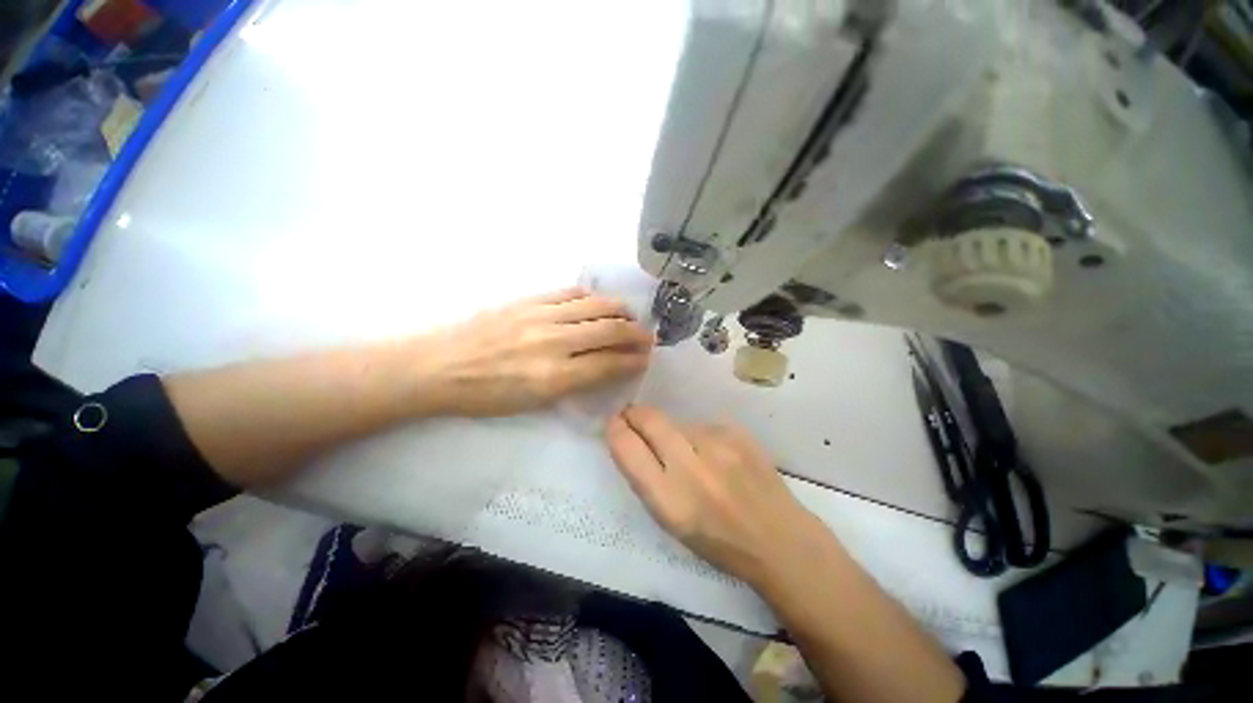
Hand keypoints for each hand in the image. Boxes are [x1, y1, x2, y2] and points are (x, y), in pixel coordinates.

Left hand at [420, 288, 652, 416]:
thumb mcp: (533, 402)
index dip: (632, 361)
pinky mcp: (529, 300)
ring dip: (620, 311)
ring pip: (595, 305)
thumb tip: (604, 367)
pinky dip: (592, 297)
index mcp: (554, 376)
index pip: (608, 364)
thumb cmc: (485, 395)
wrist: (439, 366)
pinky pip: (571, 293)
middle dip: (635, 334)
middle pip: (609, 330)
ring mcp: (541, 316)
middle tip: (647, 337)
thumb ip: (574, 383)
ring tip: (629, 317)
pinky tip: (598, 303)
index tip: (645, 359)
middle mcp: (553, 342)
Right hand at [606, 406, 825, 586]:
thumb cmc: (718, 542)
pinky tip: (716, 456)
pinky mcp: (737, 433)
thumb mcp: (671, 522)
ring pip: (678, 422)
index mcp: (668, 500)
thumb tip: (631, 440)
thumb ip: (647, 479)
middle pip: (650, 419)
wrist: (779, 539)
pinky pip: (703, 426)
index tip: (615, 424)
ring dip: (672, 432)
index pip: (628, 449)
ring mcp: (718, 445)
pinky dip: (700, 437)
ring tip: (690, 454)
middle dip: (635, 414)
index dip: (616, 430)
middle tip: (632, 416)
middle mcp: (691, 467)